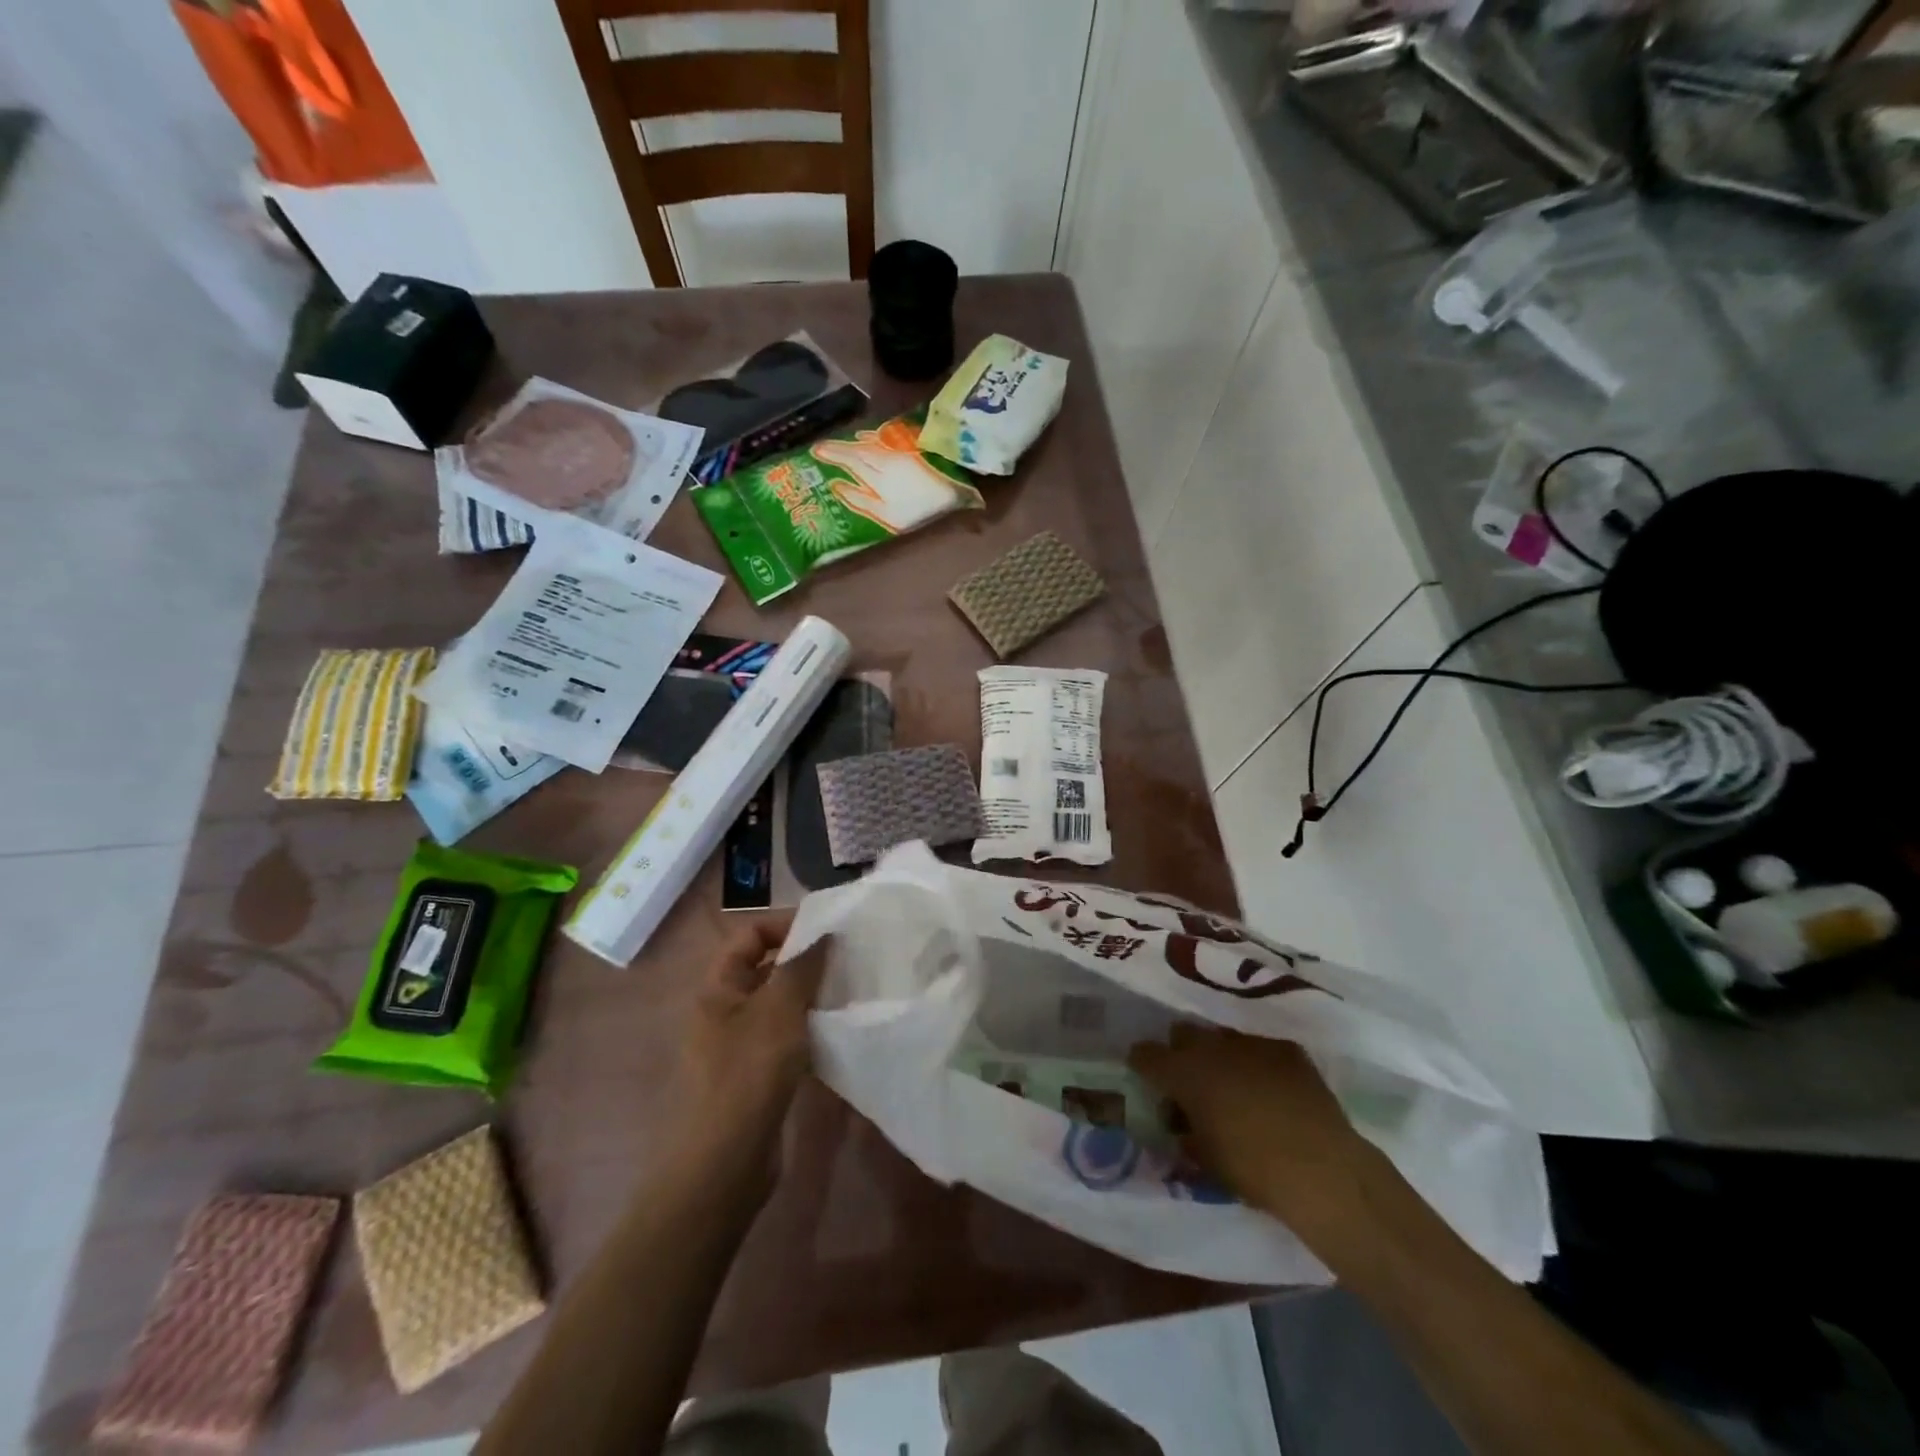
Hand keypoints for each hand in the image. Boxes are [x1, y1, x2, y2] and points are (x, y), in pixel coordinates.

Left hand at [666, 913, 827, 1202]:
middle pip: (766, 968)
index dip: (785, 924)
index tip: (829, 929)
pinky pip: (786, 1037)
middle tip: (849, 959)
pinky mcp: (757, 1075)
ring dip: (812, 995)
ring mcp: (740, 1045)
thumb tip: (823, 934)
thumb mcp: (779, 1009)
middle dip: (805, 959)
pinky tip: (839, 1030)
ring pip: (780, 1004)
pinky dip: (810, 1029)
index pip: (750, 934)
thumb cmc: (747, 1074)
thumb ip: (802, 966)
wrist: (724, 1164)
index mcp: (719, 987)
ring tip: (851, 990)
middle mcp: (725, 1010)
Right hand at [1129, 1026, 1379, 1229]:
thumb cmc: (1252, 1170)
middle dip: (1182, 1052)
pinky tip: (1273, 1089)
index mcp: (1184, 1072)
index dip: (1143, 1065)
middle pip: (1183, 1033)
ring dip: (1221, 1057)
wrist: (1322, 1170)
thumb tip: (1181, 1124)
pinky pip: (1261, 1048)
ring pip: (1223, 1038)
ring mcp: (1251, 1043)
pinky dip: (1259, 1064)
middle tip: (1193, 1082)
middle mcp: (1212, 1047)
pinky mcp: (1286, 1048)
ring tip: (1236, 1086)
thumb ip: (1185, 1132)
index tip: (1147, 1077)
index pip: (1145, 1054)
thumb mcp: (1204, 1158)